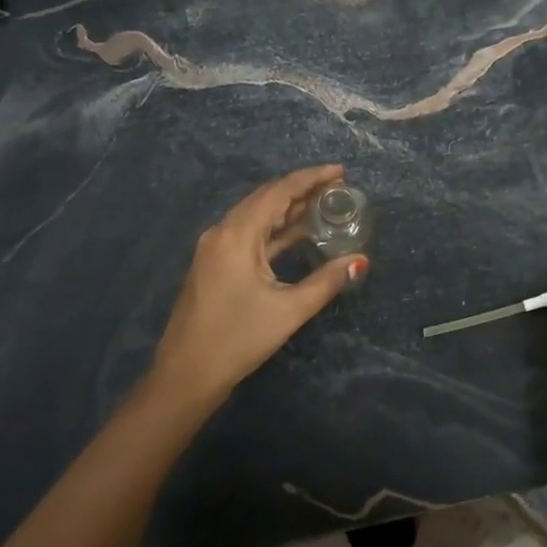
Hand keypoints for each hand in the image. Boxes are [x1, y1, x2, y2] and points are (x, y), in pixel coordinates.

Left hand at [147, 165, 365, 410]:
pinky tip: (297, 233)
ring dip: (288, 209)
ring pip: (256, 216)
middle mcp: (222, 232)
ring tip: (323, 205)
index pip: (279, 192)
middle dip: (302, 189)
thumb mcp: (289, 310)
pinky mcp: (214, 264)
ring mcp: (215, 248)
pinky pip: (248, 234)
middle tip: (337, 188)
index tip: (341, 172)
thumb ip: (327, 281)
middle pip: (266, 198)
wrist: (187, 374)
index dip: (311, 178)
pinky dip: (274, 229)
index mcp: (237, 234)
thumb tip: (360, 261)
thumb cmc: (238, 339)